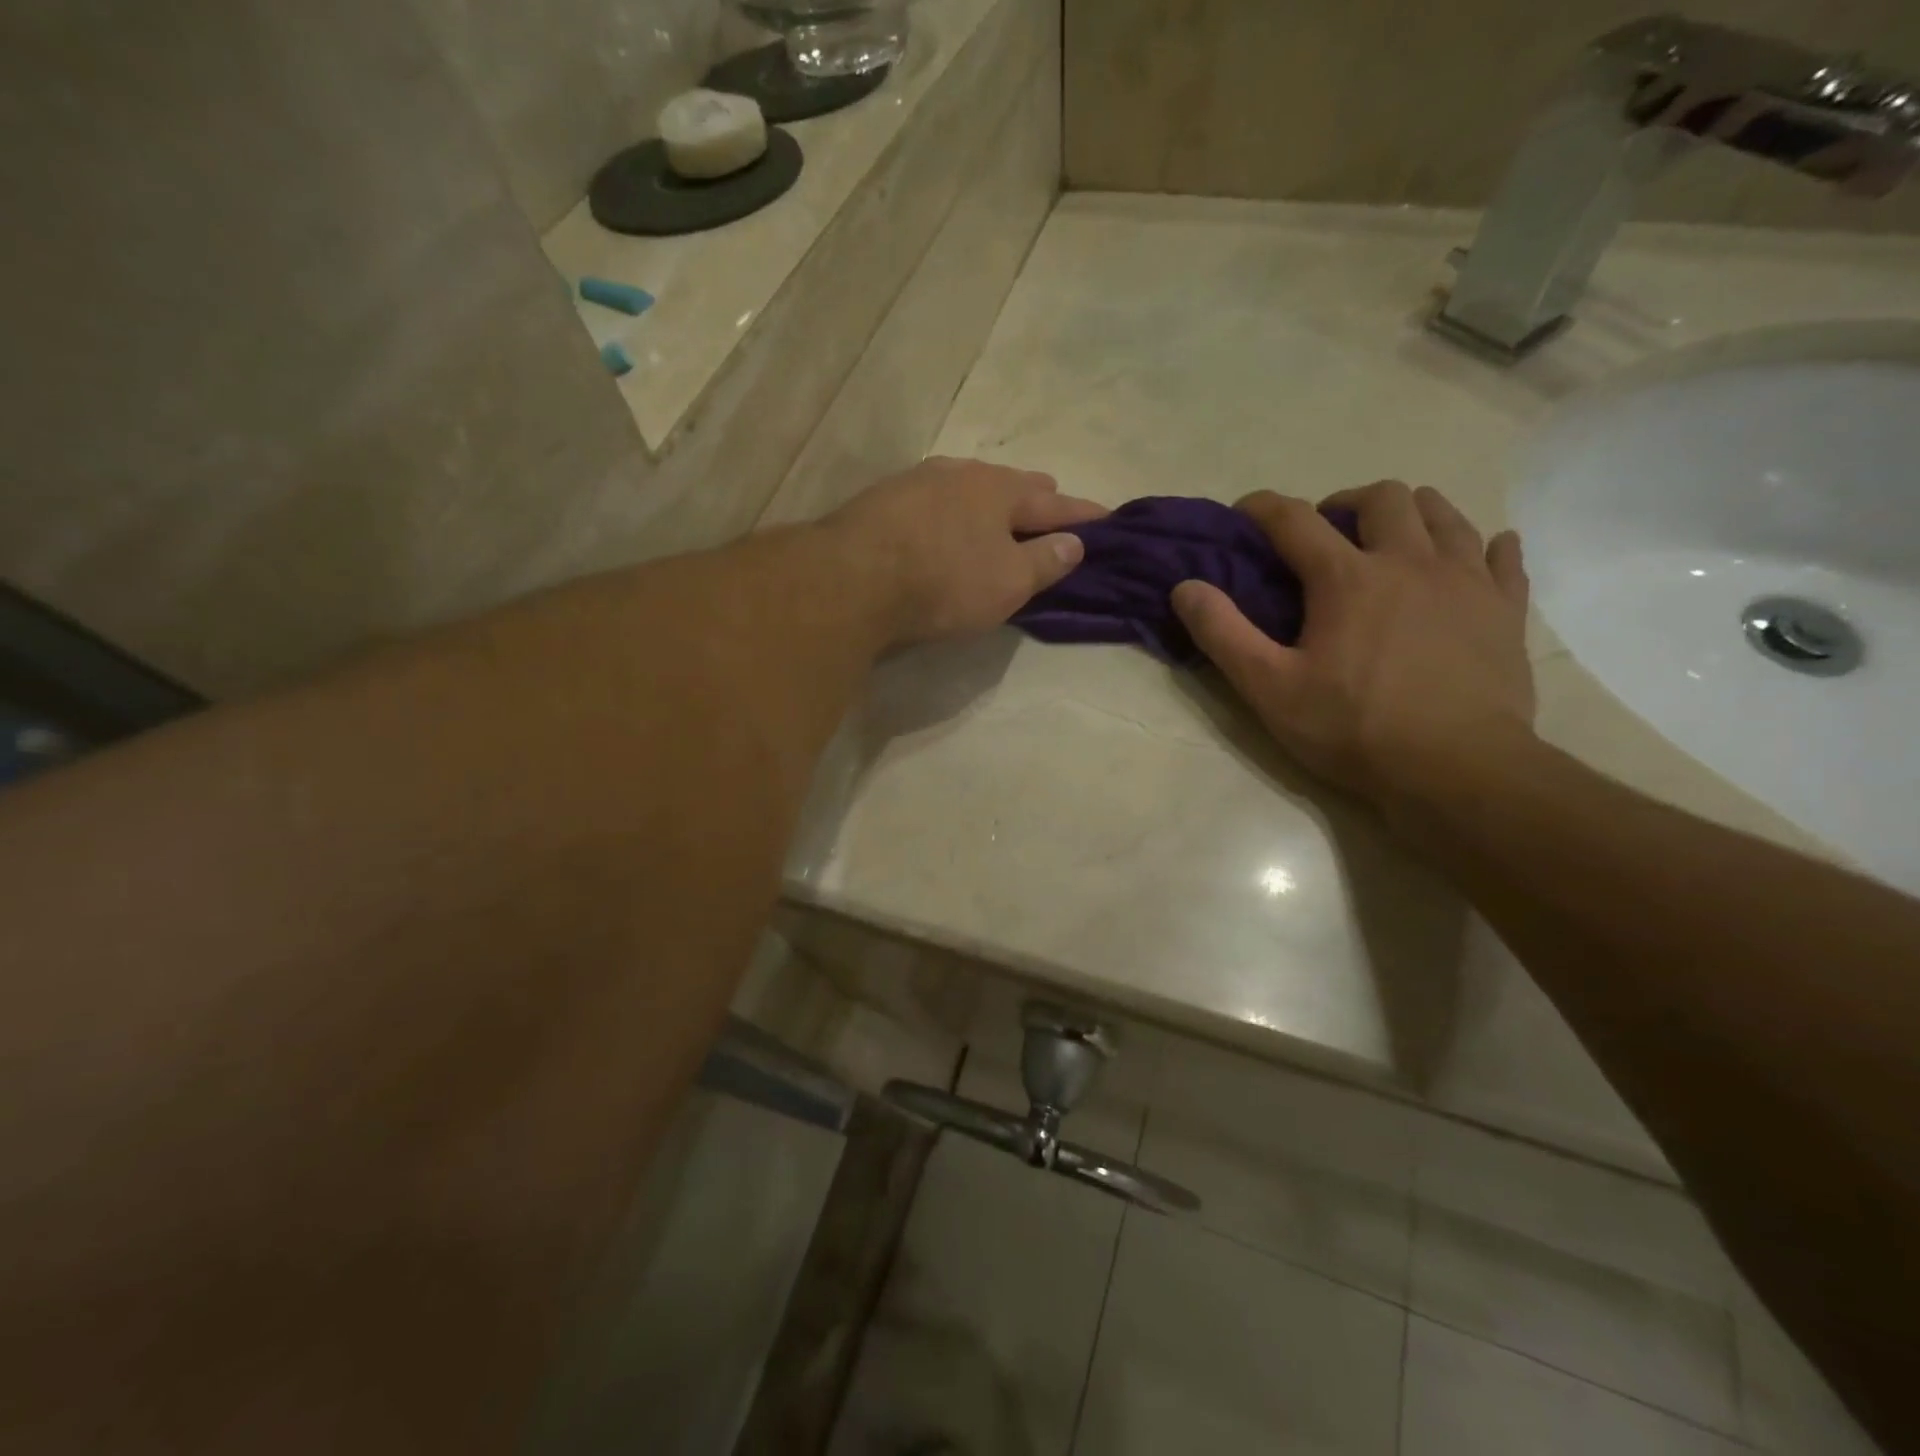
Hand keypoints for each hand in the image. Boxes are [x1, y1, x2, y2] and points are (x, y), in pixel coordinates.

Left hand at [825, 457, 1106, 646]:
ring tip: (998, 508)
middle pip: (1009, 483)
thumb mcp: (1008, 583)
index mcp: (1001, 491)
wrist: (853, 577)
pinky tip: (944, 518)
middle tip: (1051, 501)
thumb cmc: (944, 581)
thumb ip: (1045, 562)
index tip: (1106, 518)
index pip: (1055, 504)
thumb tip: (1075, 543)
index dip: (1083, 515)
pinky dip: (952, 509)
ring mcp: (917, 482)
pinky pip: (933, 499)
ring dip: (989, 497)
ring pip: (968, 485)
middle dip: (1035, 495)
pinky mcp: (882, 500)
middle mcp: (961, 475)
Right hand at [1171, 481, 1535, 819]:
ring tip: (1391, 540)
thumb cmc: (1353, 729)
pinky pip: (1503, 557)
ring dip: (1410, 513)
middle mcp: (1409, 561)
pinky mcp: (1505, 610)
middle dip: (1346, 502)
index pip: (1295, 519)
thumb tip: (1185, 587)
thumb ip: (1223, 633)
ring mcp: (1466, 582)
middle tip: (1328, 535)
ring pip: (1444, 513)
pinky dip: (1484, 547)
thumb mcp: (1269, 688)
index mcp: (1347, 578)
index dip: (1263, 508)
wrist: (1456, 770)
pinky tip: (1475, 558)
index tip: (1245, 513)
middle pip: (1382, 497)